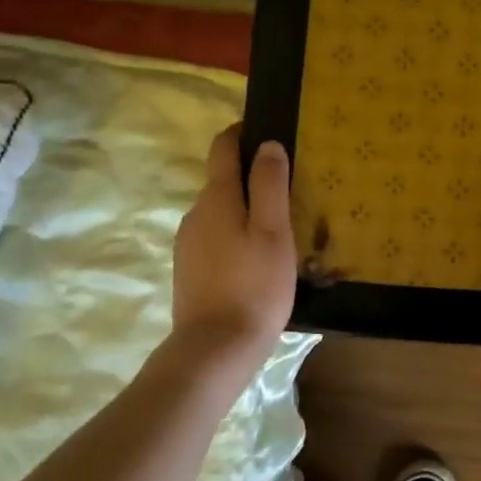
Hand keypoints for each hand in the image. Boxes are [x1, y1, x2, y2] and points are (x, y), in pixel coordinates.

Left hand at [172, 123, 295, 357]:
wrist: (216, 348)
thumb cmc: (254, 286)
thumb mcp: (274, 232)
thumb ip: (270, 185)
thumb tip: (268, 144)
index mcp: (217, 198)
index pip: (223, 148)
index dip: (242, 134)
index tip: (269, 132)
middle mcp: (196, 213)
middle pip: (224, 181)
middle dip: (254, 179)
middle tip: (292, 192)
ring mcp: (188, 243)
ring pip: (222, 213)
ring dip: (247, 211)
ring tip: (281, 230)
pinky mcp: (190, 269)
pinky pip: (217, 238)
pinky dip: (237, 236)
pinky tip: (259, 260)